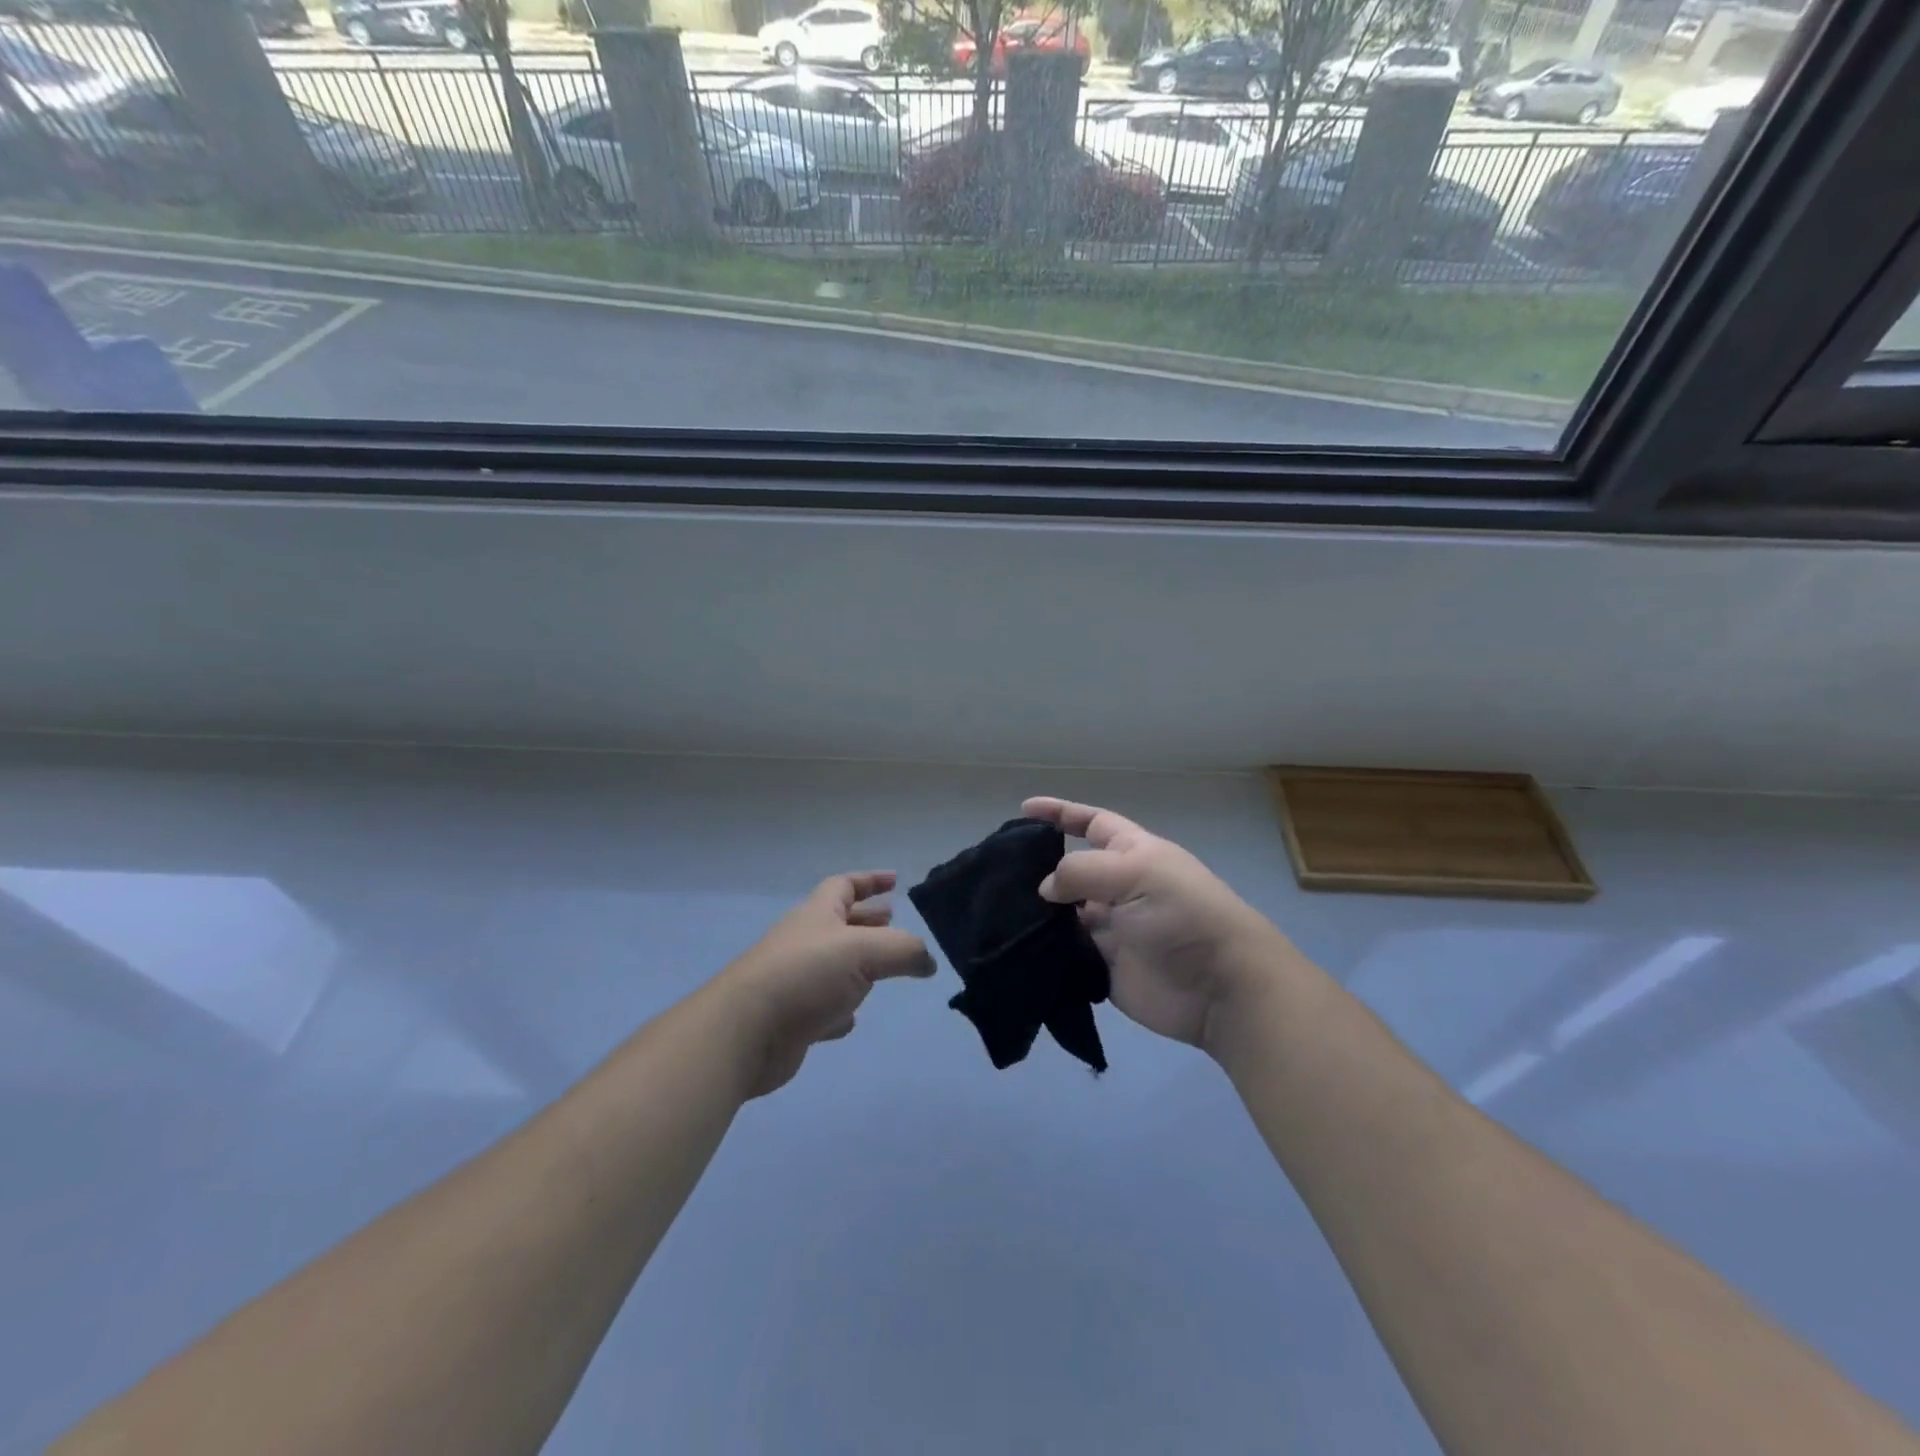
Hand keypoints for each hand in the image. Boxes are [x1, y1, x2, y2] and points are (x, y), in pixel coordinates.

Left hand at [714, 871, 935, 1097]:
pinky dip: (840, 1008)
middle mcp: (805, 941)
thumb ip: (904, 951)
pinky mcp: (791, 1018)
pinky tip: (851, 1019)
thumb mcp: (865, 951)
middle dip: (867, 919)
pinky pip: (822, 1007)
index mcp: (818, 915)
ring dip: (858, 965)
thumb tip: (928, 961)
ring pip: (833, 965)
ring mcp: (795, 980)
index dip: (871, 880)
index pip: (845, 885)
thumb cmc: (805, 976)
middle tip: (893, 921)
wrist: (745, 1032)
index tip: (895, 880)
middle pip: (840, 922)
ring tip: (883, 969)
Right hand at [1023, 797, 1294, 1056]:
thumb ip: (1082, 872)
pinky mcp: (1102, 966)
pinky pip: (1065, 952)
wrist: (1220, 987)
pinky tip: (1014, 944)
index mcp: (1132, 855)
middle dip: (1039, 866)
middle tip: (999, 871)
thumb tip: (1045, 887)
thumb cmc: (1182, 914)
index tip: (1025, 810)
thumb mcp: (1136, 873)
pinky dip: (1043, 948)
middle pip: (1070, 870)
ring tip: (997, 909)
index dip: (1061, 813)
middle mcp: (1118, 888)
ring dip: (1036, 911)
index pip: (1091, 824)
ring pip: (1062, 913)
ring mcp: (1110, 928)